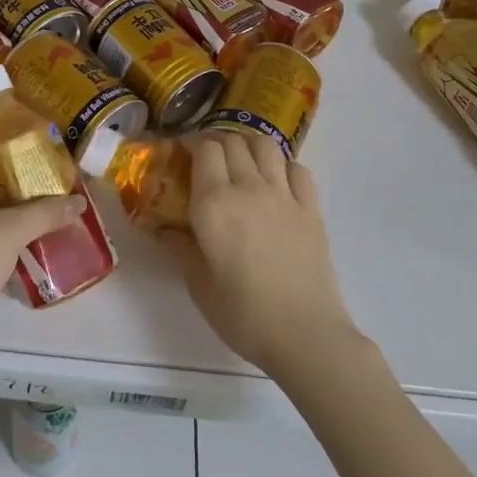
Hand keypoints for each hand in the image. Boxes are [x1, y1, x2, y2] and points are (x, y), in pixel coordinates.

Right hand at [160, 132, 357, 374]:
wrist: (305, 335)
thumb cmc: (244, 315)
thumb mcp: (199, 285)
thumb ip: (181, 248)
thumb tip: (165, 228)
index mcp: (214, 204)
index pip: (204, 149)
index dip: (190, 142)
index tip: (180, 151)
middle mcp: (248, 188)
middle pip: (232, 141)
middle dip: (215, 142)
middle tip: (206, 158)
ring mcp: (283, 195)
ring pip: (265, 146)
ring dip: (247, 145)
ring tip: (240, 161)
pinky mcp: (311, 209)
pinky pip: (296, 168)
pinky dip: (282, 165)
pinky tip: (275, 181)